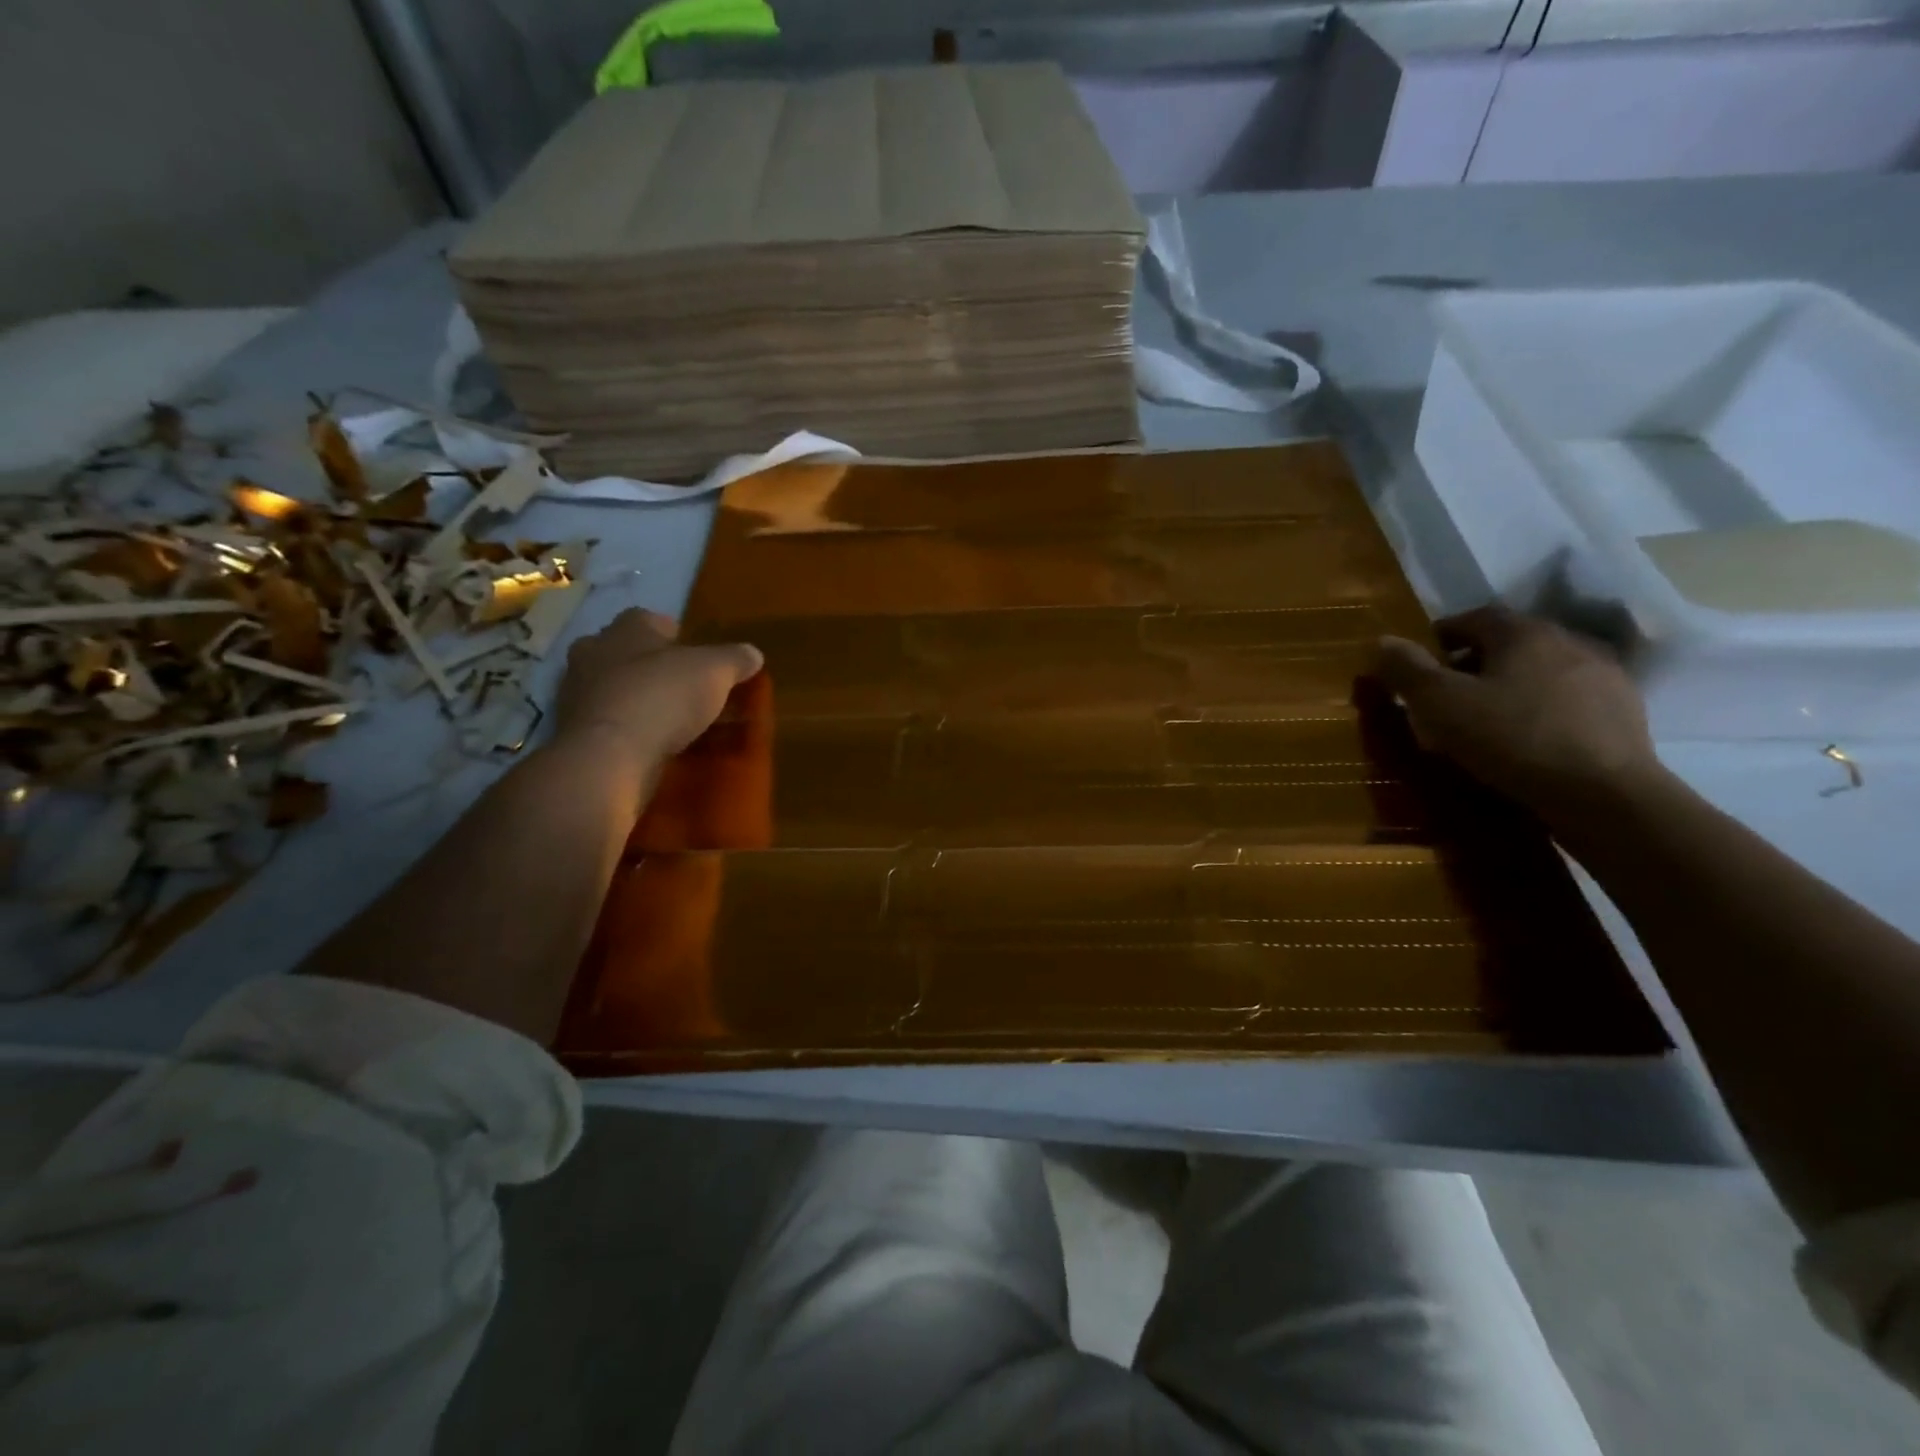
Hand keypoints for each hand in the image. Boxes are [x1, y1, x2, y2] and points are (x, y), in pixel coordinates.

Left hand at [551, 609, 762, 775]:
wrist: (609, 755)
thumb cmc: (663, 696)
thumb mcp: (714, 672)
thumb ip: (735, 659)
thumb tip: (753, 654)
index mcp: (625, 629)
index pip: (648, 619)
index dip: (672, 634)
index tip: (693, 653)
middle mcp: (593, 653)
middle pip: (624, 652)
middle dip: (650, 665)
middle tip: (681, 685)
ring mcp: (576, 694)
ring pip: (611, 688)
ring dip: (635, 698)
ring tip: (668, 720)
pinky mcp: (574, 732)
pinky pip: (606, 723)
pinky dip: (625, 729)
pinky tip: (649, 744)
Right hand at [1372, 606, 1663, 816]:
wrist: (1604, 794)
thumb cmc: (1511, 739)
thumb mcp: (1440, 704)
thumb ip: (1407, 670)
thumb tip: (1381, 640)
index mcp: (1523, 632)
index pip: (1474, 617)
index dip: (1441, 635)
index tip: (1419, 662)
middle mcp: (1568, 641)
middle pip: (1509, 643)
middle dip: (1473, 662)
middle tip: (1445, 693)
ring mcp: (1603, 676)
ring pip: (1539, 671)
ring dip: (1509, 685)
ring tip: (1485, 719)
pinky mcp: (1623, 712)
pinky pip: (1566, 699)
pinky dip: (1540, 708)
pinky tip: (1526, 738)